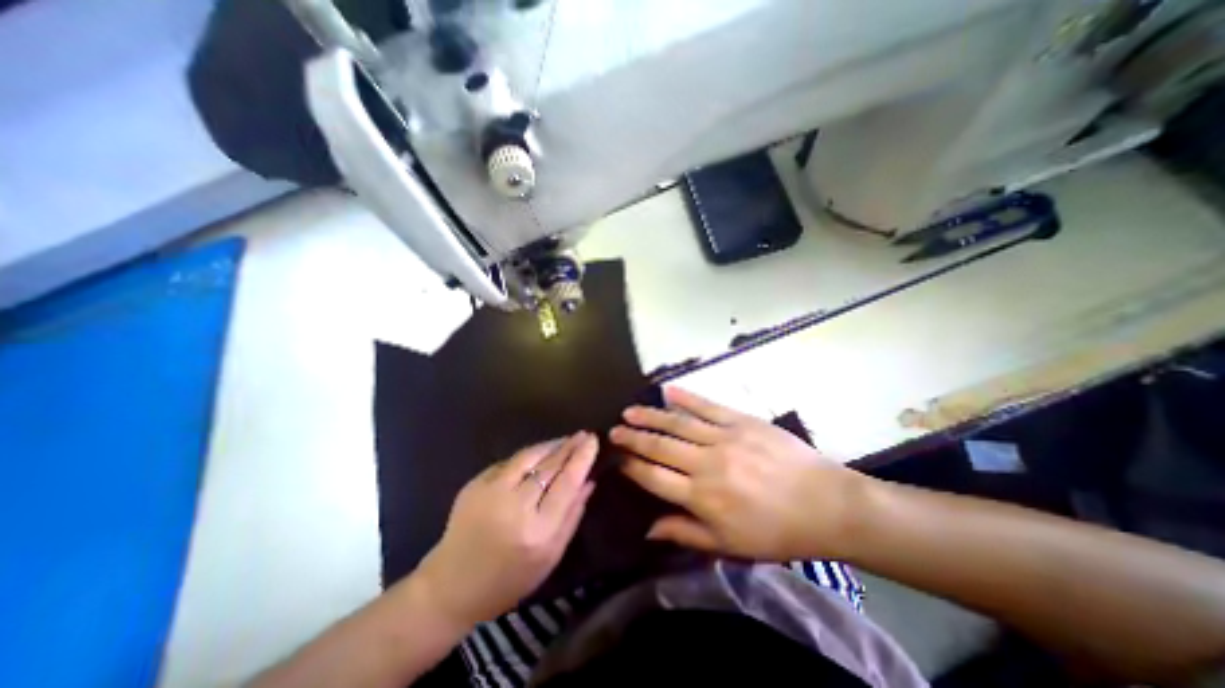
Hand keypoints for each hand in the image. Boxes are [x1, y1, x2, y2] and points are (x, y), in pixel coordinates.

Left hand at [413, 436, 600, 627]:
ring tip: (566, 439)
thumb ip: (573, 516)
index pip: (567, 483)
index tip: (593, 440)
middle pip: (549, 466)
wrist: (450, 588)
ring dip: (550, 445)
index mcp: (537, 532)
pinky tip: (540, 452)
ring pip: (528, 456)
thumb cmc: (508, 580)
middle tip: (584, 434)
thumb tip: (589, 480)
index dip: (582, 458)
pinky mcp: (474, 484)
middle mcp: (514, 507)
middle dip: (569, 446)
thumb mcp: (551, 557)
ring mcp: (490, 492)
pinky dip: (529, 455)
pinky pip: (510, 462)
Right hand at [610, 391, 859, 560]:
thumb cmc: (776, 531)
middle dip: (633, 438)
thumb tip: (648, 529)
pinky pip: (707, 406)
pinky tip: (667, 391)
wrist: (826, 504)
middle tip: (613, 430)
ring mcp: (724, 437)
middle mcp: (707, 463)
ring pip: (678, 423)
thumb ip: (685, 533)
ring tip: (629, 411)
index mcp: (703, 497)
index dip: (632, 467)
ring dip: (650, 416)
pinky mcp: (741, 420)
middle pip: (660, 446)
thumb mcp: (729, 545)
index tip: (617, 458)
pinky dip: (686, 397)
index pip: (654, 478)